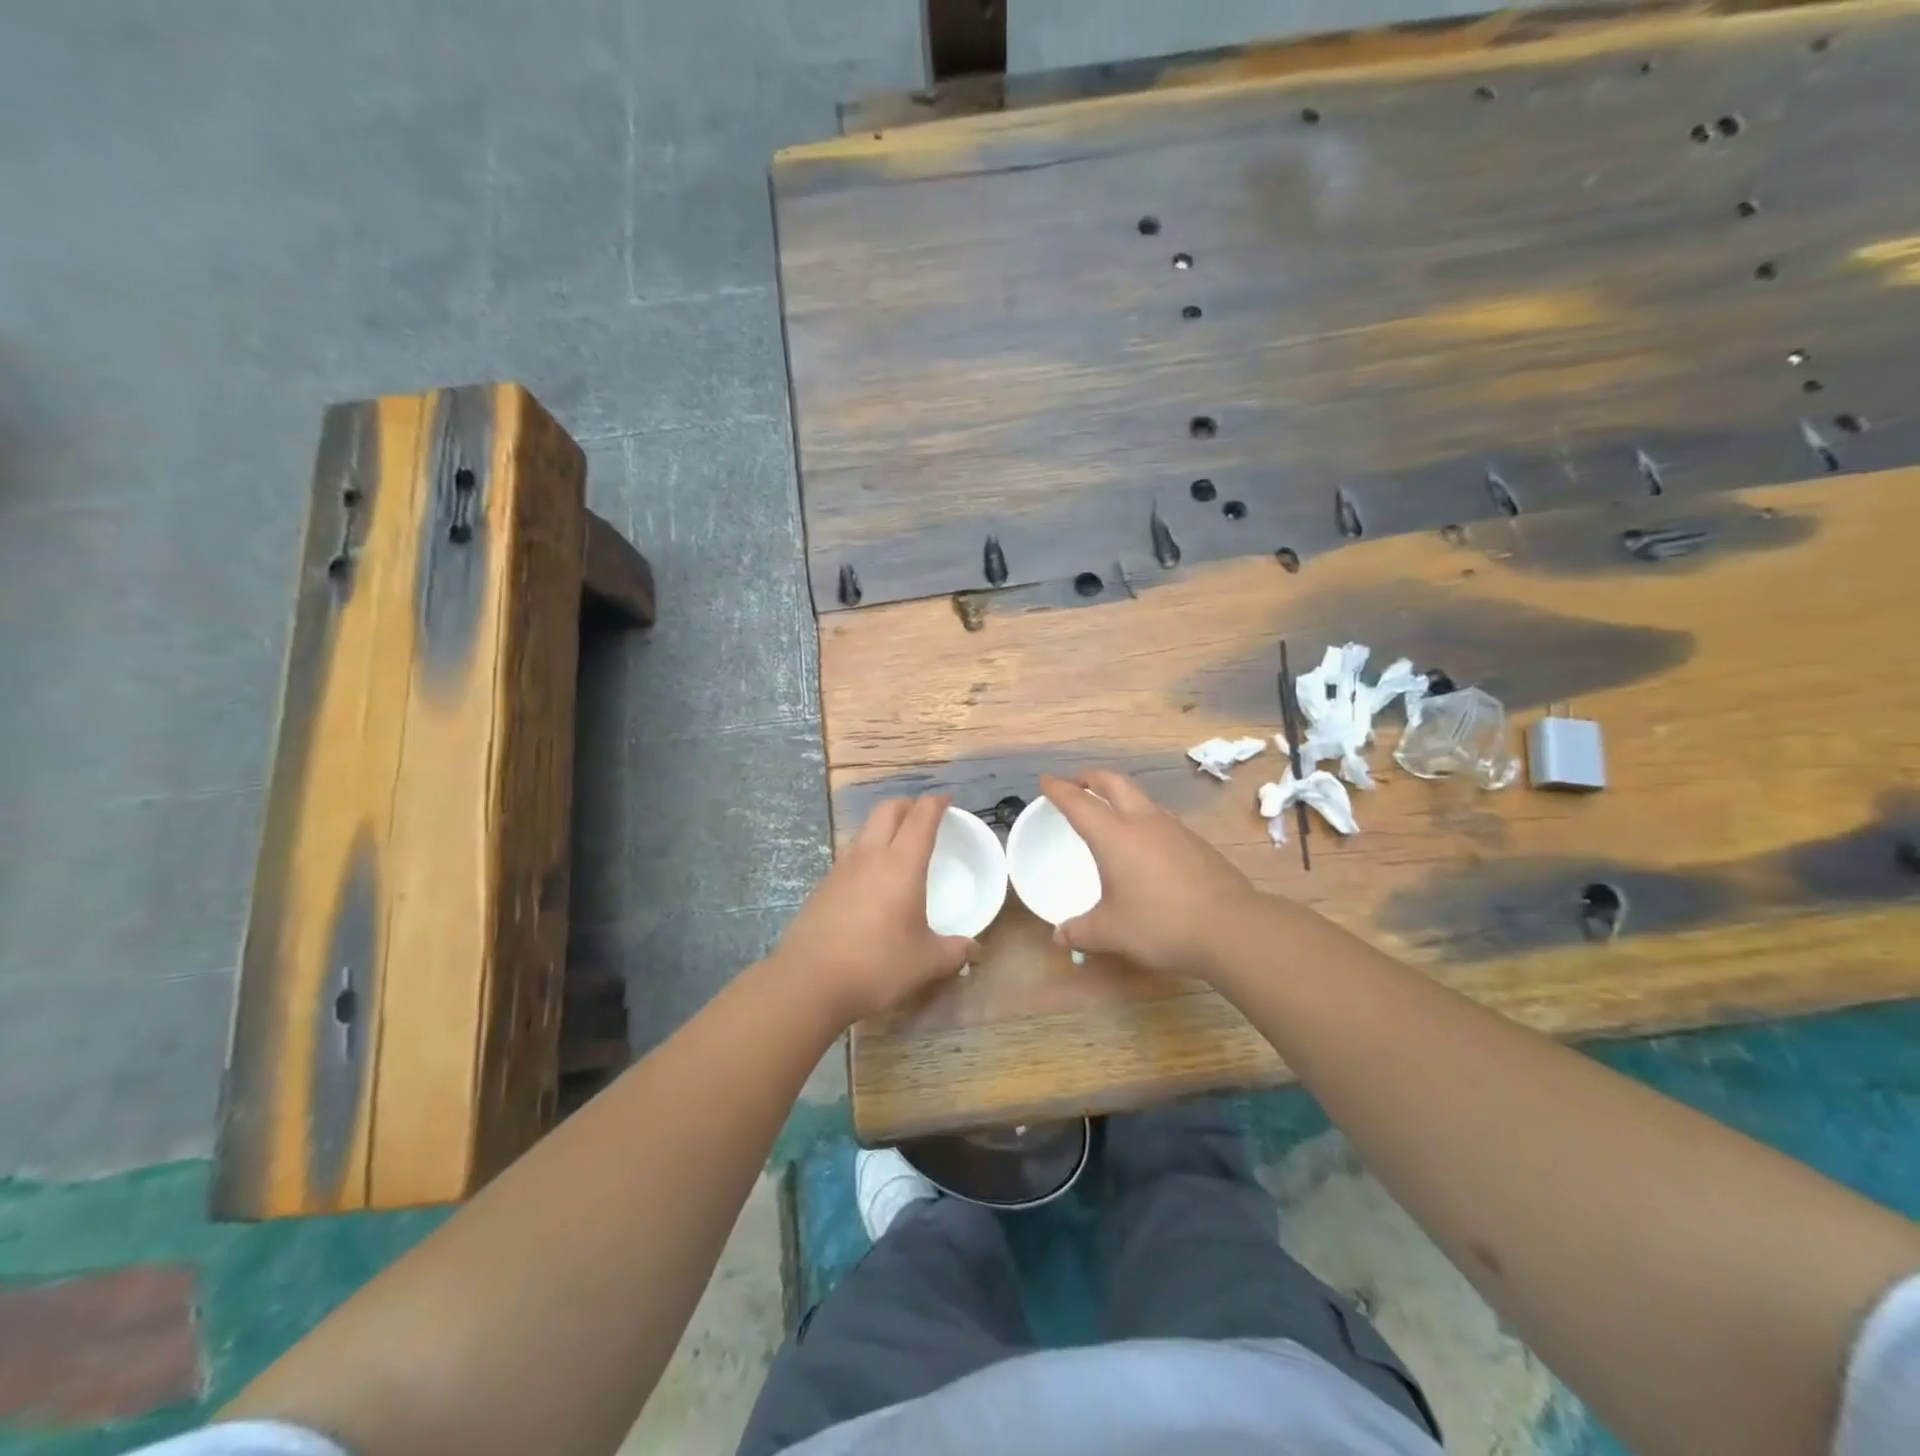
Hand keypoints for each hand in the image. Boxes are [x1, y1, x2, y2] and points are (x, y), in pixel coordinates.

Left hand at [773, 794, 975, 1025]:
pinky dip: (866, 853)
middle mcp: (870, 856)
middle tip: (923, 815)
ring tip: (897, 844)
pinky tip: (871, 880)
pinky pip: (849, 855)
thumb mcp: (926, 963)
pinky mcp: (822, 887)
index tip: (946, 800)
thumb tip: (975, 949)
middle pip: (887, 810)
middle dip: (908, 804)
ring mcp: (841, 869)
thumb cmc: (877, 966)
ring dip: (883, 826)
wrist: (808, 982)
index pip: (921, 817)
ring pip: (864, 829)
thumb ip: (954, 952)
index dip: (935, 803)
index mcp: (901, 864)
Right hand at [1040, 770, 1263, 978]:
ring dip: (1120, 796)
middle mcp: (1143, 822)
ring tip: (1110, 813)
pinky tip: (1145, 844)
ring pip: (1141, 798)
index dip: (1059, 789)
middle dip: (1090, 778)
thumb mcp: (1111, 932)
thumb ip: (1081, 931)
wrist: (1230, 927)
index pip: (1079, 802)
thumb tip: (1060, 936)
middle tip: (1076, 785)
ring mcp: (1174, 829)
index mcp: (1114, 836)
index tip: (1046, 781)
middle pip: (1114, 782)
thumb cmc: (1160, 924)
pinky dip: (1142, 818)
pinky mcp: (1196, 842)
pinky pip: (1160, 819)